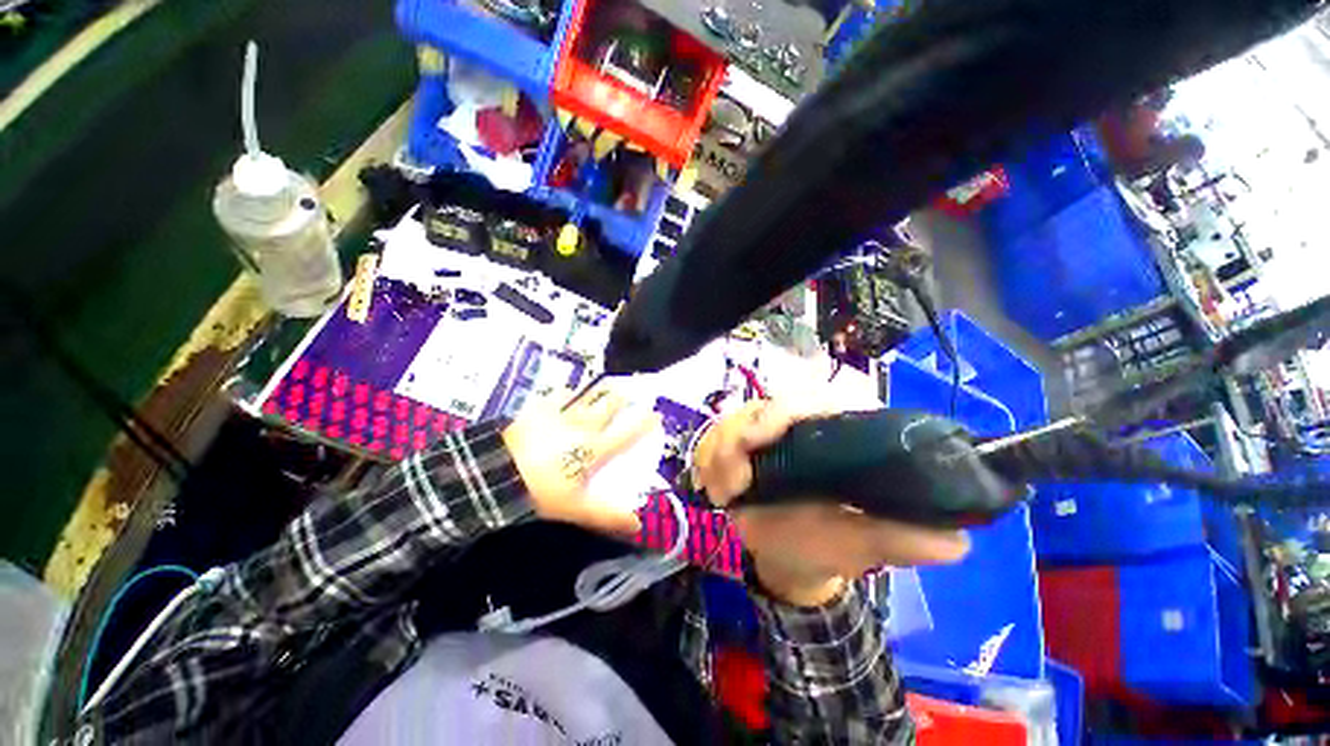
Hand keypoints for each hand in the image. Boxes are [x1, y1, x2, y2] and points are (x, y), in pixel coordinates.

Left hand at [503, 386, 661, 535]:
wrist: (496, 474)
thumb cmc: (540, 493)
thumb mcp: (575, 510)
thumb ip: (607, 516)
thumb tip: (638, 526)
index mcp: (594, 450)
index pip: (626, 434)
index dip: (643, 423)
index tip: (656, 413)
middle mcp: (583, 427)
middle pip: (607, 408)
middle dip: (620, 400)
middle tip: (628, 393)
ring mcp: (561, 415)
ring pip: (586, 397)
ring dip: (599, 392)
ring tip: (607, 385)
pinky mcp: (539, 409)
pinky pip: (558, 394)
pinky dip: (566, 391)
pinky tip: (567, 390)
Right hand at [693, 400, 969, 605]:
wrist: (788, 556)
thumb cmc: (829, 545)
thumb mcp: (866, 545)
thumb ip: (906, 540)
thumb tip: (955, 538)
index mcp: (837, 434)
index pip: (812, 400)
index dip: (782, 410)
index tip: (756, 440)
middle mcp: (800, 425)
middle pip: (762, 405)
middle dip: (738, 437)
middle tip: (732, 483)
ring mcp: (764, 433)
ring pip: (731, 420)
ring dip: (719, 454)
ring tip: (723, 495)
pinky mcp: (737, 445)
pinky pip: (712, 439)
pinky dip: (707, 461)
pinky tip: (714, 489)